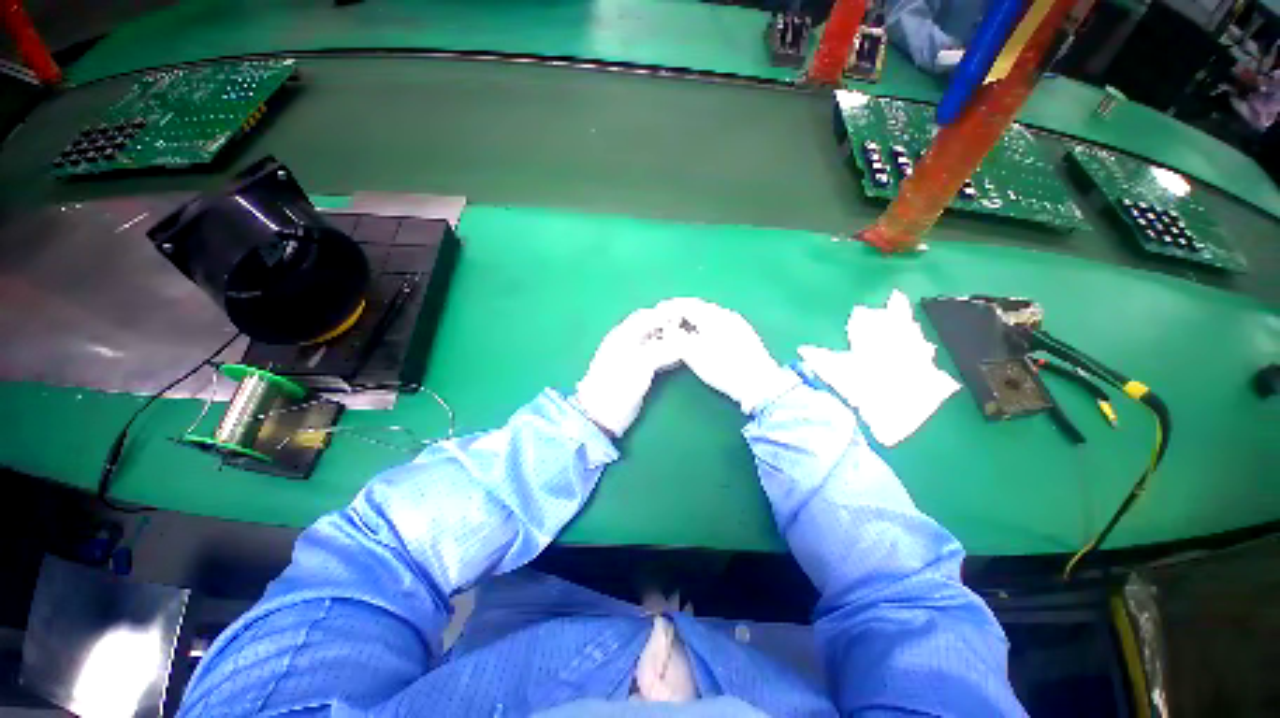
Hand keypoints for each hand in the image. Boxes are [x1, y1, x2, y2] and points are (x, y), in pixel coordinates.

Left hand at [573, 308, 681, 436]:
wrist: (602, 413)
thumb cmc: (618, 385)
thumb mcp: (641, 363)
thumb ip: (662, 349)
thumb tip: (683, 343)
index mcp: (622, 334)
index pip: (645, 316)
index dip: (664, 314)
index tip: (686, 315)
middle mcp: (627, 341)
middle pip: (651, 327)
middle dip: (669, 325)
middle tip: (691, 328)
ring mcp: (632, 356)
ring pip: (654, 341)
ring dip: (670, 339)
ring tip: (690, 340)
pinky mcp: (638, 371)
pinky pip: (656, 356)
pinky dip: (668, 353)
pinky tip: (680, 356)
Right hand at [657, 298, 795, 414]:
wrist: (760, 383)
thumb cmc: (724, 369)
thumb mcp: (694, 355)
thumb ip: (677, 338)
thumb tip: (668, 328)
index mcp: (713, 316)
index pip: (687, 304)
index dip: (670, 307)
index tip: (658, 311)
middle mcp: (726, 314)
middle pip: (699, 306)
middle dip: (682, 310)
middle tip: (668, 318)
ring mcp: (737, 323)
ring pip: (710, 314)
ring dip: (694, 317)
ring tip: (682, 326)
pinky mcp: (744, 333)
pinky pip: (719, 321)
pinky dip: (706, 324)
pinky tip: (703, 334)